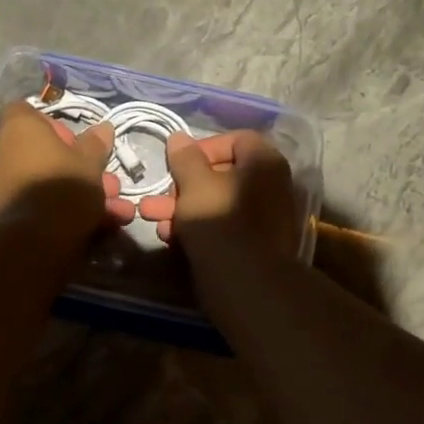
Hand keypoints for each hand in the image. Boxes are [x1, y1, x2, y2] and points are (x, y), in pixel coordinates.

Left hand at [0, 100, 133, 238]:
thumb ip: (95, 144)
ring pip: (43, 180)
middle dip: (75, 166)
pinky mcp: (1, 211)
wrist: (35, 239)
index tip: (74, 141)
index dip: (52, 124)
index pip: (26, 111)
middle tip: (104, 181)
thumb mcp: (90, 162)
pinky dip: (61, 210)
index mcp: (18, 128)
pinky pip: (36, 202)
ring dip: (76, 191)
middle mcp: (0, 150)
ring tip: (113, 209)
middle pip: (40, 151)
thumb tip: (103, 128)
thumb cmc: (63, 186)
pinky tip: (97, 226)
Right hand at [136, 128, 299, 274]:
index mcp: (265, 163)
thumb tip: (179, 138)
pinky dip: (199, 228)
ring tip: (152, 218)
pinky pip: (224, 227)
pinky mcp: (255, 246)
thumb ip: (185, 158)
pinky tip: (171, 238)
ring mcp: (265, 219)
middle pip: (222, 175)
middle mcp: (271, 186)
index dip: (205, 147)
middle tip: (158, 196)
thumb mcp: (194, 184)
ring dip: (182, 208)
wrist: (246, 284)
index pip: (237, 140)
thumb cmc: (219, 220)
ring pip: (217, 203)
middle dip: (182, 185)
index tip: (180, 162)